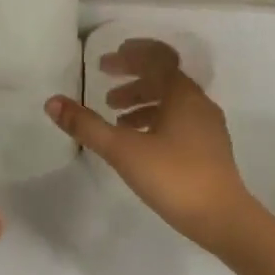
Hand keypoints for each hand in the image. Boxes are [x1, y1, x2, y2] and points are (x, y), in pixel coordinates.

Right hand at [45, 40, 254, 251]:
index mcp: (182, 95)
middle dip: (133, 79)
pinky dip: (156, 121)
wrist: (222, 218)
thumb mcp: (123, 150)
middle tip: (104, 85)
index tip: (105, 62)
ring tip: (115, 116)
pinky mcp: (210, 149)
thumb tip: (52, 102)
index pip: (158, 59)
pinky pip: (179, 122)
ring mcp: (207, 127)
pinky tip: (139, 142)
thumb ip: (87, 125)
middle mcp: (199, 104)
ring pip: (172, 102)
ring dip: (143, 102)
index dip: (131, 56)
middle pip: (165, 79)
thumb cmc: (172, 177)